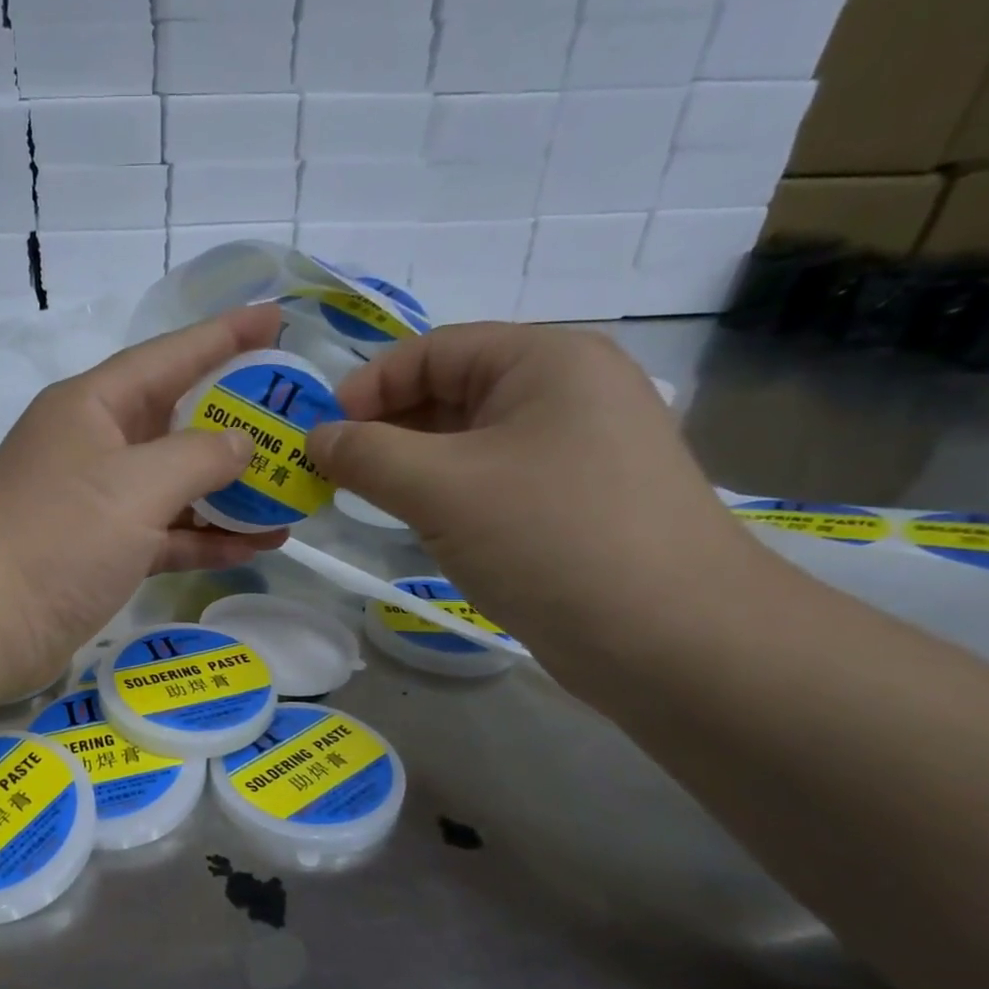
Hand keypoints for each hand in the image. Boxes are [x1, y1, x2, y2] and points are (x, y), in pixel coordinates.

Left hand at [0, 305, 287, 693]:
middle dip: (238, 420)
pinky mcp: (102, 552)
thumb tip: (240, 443)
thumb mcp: (136, 485)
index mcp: (92, 405)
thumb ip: (199, 455)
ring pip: (176, 483)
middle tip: (298, 419)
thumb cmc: (58, 538)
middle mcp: (94, 445)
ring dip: (230, 490)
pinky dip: (206, 538)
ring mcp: (97, 502)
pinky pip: (166, 533)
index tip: (278, 319)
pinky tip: (257, 546)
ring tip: (292, 491)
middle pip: (177, 419)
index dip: (226, 335)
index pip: (170, 355)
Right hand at [307, 323, 758, 673]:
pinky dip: (448, 496)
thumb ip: (367, 455)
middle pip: (452, 392)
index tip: (320, 436)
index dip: (368, 386)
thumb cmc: (550, 538)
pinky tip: (421, 526)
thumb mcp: (441, 488)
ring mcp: (577, 451)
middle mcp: (567, 393)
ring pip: (470, 443)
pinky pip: (493, 482)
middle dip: (386, 429)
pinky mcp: (576, 504)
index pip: (434, 350)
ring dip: (412, 466)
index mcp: (546, 361)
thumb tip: (317, 439)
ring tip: (365, 500)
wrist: (671, 638)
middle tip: (332, 473)